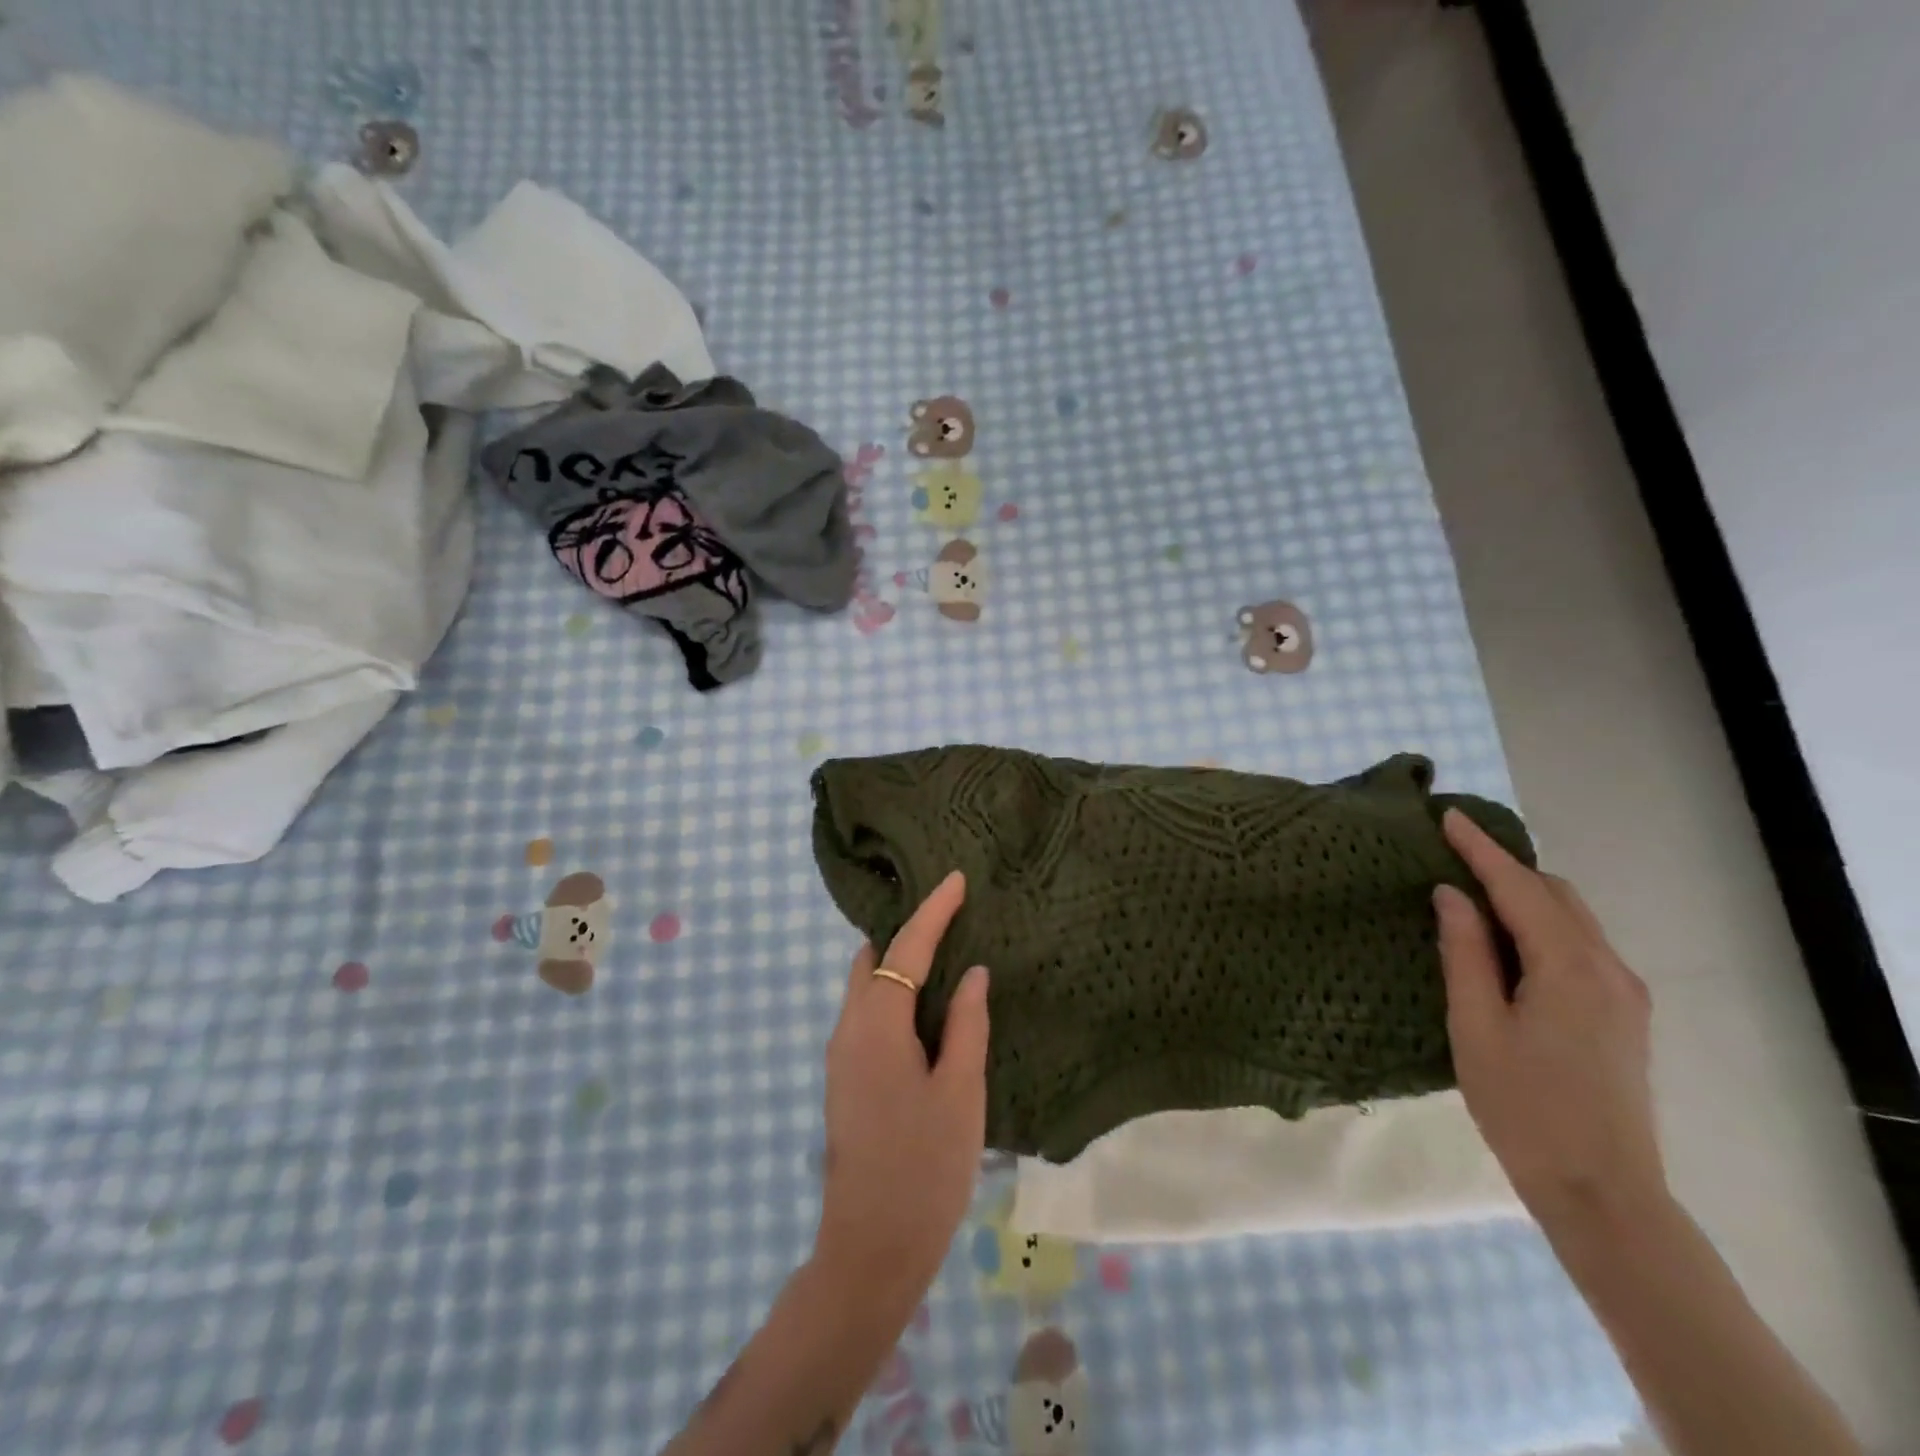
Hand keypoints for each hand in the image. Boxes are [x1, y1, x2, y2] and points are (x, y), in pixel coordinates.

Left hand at [814, 870, 989, 1316]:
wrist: (871, 1248)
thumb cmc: (925, 1167)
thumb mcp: (960, 1091)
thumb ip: (966, 1024)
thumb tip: (971, 973)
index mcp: (877, 1024)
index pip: (906, 948)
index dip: (933, 910)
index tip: (955, 878)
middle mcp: (848, 1028)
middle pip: (872, 959)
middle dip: (907, 933)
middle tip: (951, 920)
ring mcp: (840, 1055)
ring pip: (865, 987)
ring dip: (898, 965)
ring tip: (945, 958)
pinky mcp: (843, 1079)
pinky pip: (866, 1014)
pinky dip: (892, 995)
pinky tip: (926, 1010)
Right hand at [1434, 810, 1666, 1233]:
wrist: (1601, 1192)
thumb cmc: (1523, 1107)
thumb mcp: (1475, 1025)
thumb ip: (1465, 952)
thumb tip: (1452, 894)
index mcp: (1569, 968)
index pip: (1519, 888)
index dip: (1480, 849)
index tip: (1447, 816)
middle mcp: (1608, 968)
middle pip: (1554, 895)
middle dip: (1504, 866)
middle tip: (1450, 852)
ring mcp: (1623, 992)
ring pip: (1570, 918)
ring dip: (1523, 894)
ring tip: (1470, 888)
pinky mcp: (1623, 1014)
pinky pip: (1578, 945)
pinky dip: (1540, 923)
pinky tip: (1506, 937)